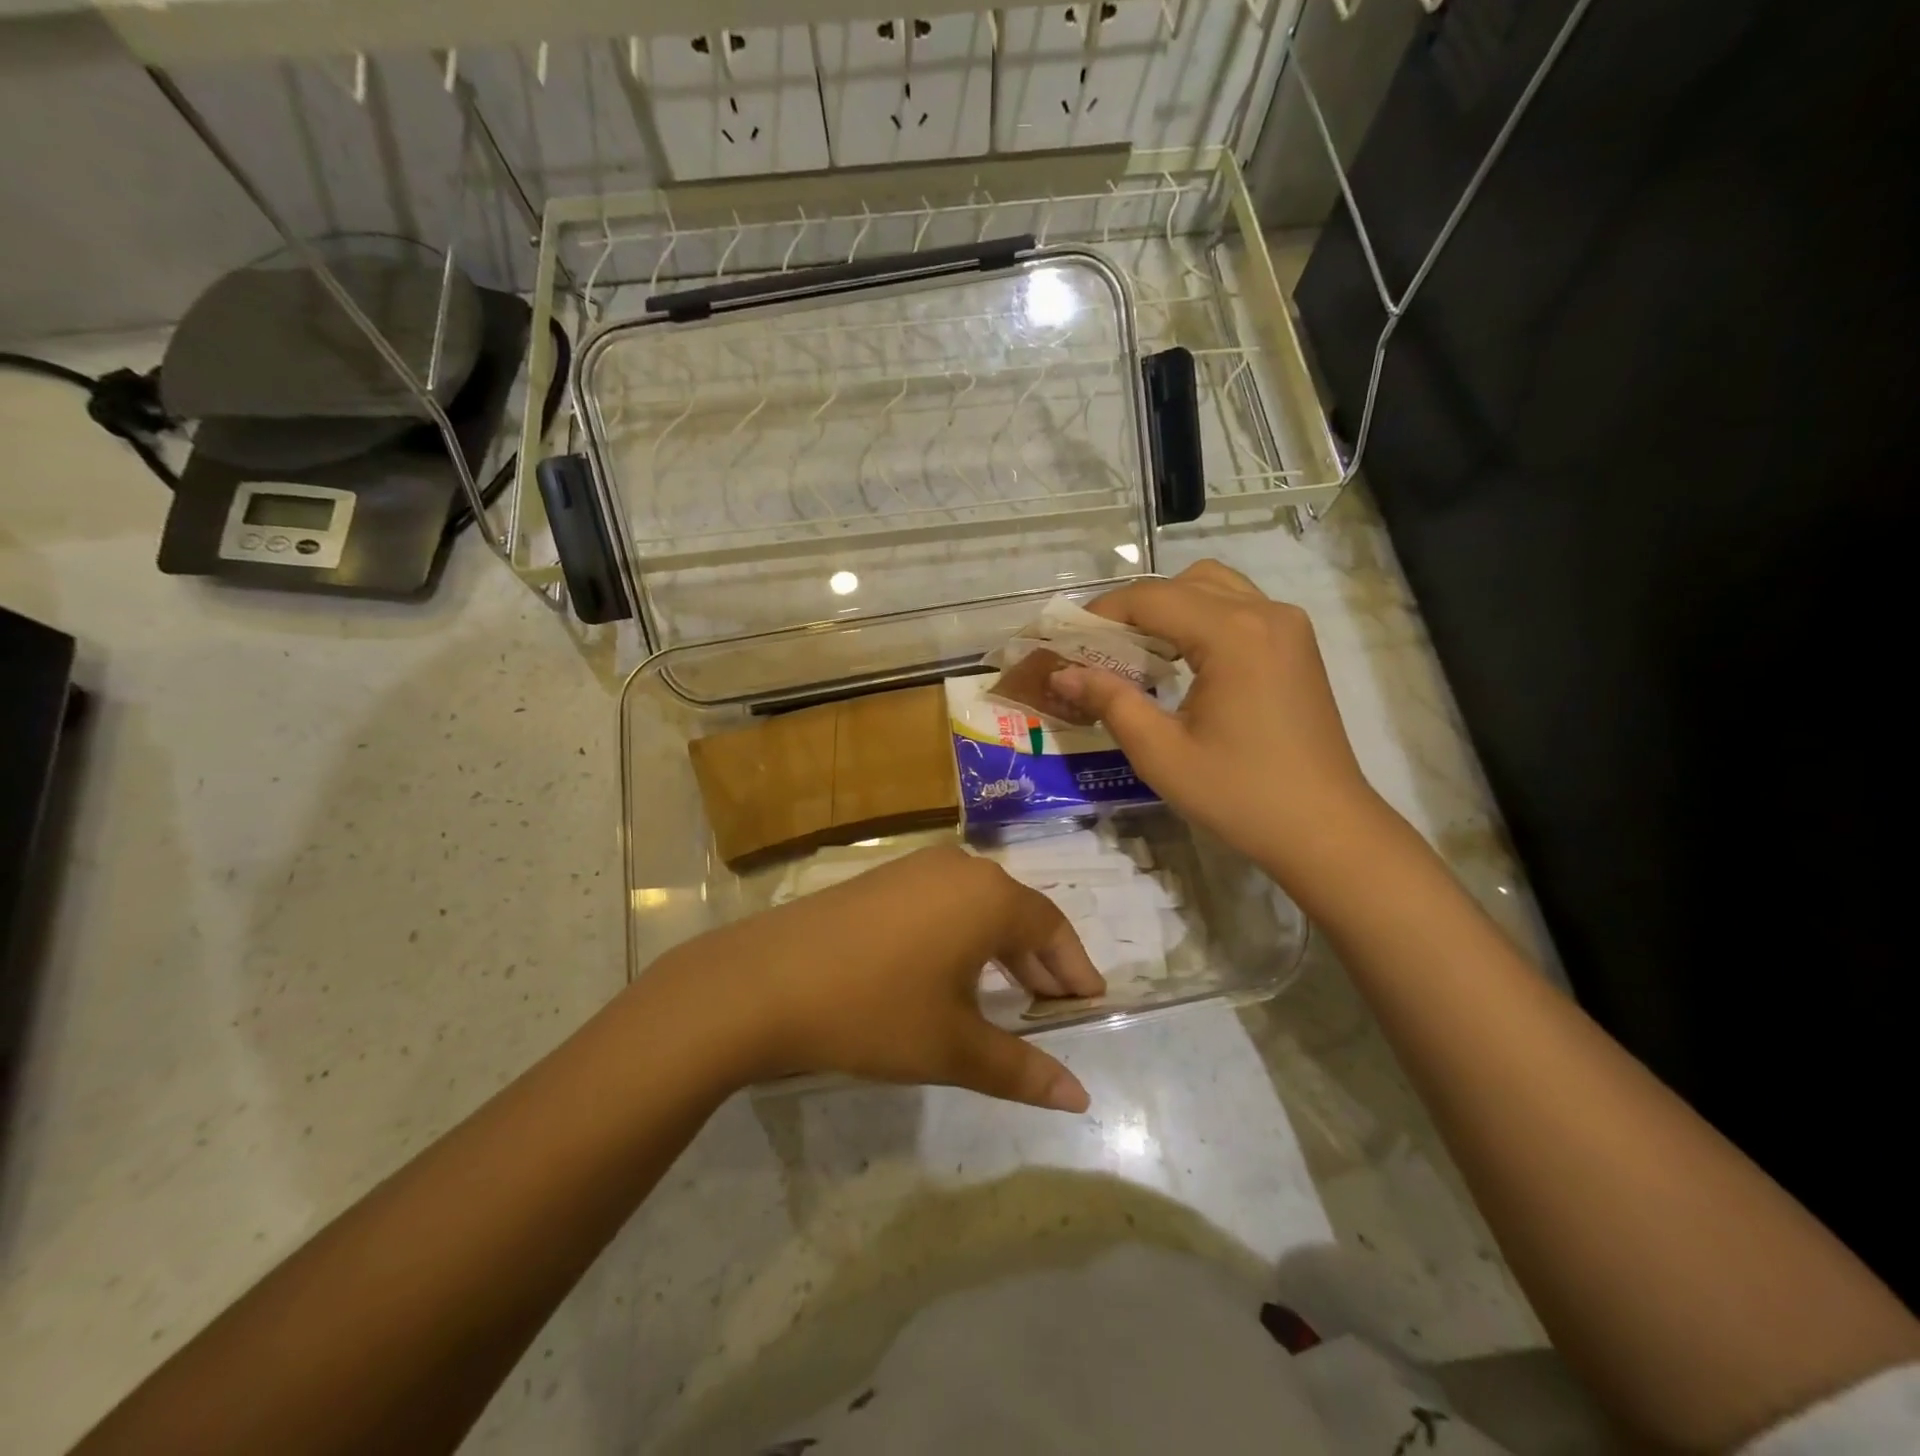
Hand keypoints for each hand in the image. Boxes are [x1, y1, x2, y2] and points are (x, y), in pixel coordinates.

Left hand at [647, 847, 1102, 1110]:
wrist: (763, 982)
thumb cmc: (874, 1011)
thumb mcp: (953, 1047)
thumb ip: (1021, 1070)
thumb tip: (1080, 1099)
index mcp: (988, 897)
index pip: (1052, 929)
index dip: (1074, 969)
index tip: (1089, 1004)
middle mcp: (958, 869)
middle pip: (1017, 914)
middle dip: (1039, 963)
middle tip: (1051, 1009)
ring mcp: (915, 869)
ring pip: (978, 908)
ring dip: (999, 950)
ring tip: (1006, 997)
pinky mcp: (881, 880)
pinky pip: (942, 904)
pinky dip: (961, 937)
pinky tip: (949, 975)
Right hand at [1051, 560, 1387, 891]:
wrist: (1325, 829)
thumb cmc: (1240, 795)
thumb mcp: (1161, 753)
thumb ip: (1110, 702)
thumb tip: (1063, 674)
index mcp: (1233, 633)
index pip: (1151, 599)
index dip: (1101, 614)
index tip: (1066, 639)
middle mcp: (1265, 613)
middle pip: (1182, 583)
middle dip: (1133, 608)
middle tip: (1098, 648)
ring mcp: (1288, 626)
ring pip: (1214, 587)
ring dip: (1169, 607)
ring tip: (1137, 650)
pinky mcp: (1297, 646)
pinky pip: (1239, 608)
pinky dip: (1201, 617)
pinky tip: (1181, 659)